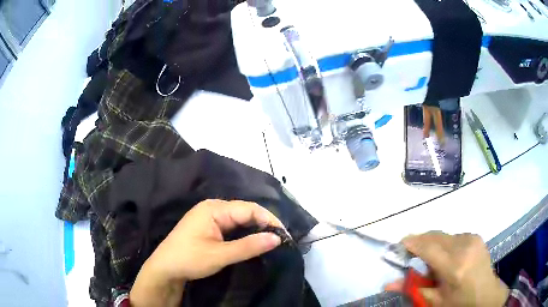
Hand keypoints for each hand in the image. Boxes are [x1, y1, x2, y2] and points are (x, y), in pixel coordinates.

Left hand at [130, 200, 284, 306]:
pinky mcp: (208, 226)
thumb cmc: (189, 259)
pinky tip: (252, 239)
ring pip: (239, 218)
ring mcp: (209, 216)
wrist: (165, 268)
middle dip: (263, 223)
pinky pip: (231, 225)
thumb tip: (277, 238)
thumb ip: (249, 246)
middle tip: (279, 239)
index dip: (269, 220)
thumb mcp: (220, 255)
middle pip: (244, 211)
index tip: (284, 235)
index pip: (249, 208)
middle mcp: (212, 207)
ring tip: (270, 239)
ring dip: (254, 228)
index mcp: (214, 209)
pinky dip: (244, 232)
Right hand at [385, 232, 508, 306]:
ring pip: (443, 235)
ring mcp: (472, 238)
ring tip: (432, 262)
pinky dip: (444, 244)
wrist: (485, 295)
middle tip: (411, 256)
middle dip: (420, 243)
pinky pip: (453, 236)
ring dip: (432, 244)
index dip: (411, 243)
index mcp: (454, 266)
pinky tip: (447, 258)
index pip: (428, 247)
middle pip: (434, 236)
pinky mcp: (475, 236)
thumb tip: (387, 284)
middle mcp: (464, 246)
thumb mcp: (434, 301)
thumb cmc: (458, 303)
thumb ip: (412, 289)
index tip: (399, 246)